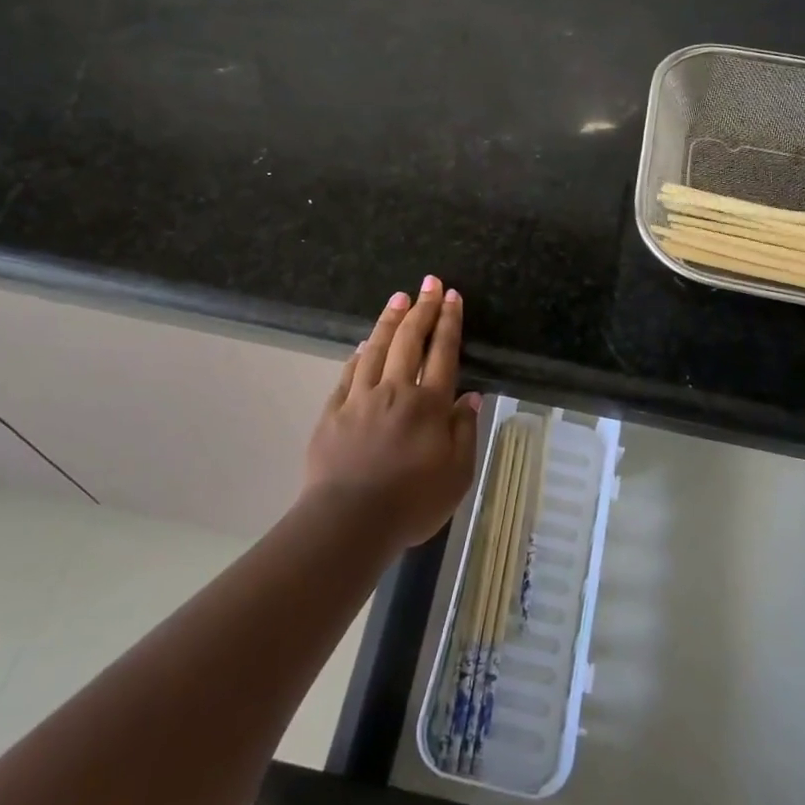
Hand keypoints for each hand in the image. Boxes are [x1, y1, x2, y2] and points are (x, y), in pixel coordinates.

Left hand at [303, 276, 479, 550]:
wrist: (348, 521)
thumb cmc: (411, 503)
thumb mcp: (457, 475)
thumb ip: (464, 432)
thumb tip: (471, 397)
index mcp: (429, 405)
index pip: (443, 353)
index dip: (449, 322)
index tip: (452, 296)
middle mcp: (395, 391)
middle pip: (409, 341)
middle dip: (422, 308)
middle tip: (428, 283)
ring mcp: (360, 398)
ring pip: (376, 348)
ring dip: (389, 321)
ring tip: (398, 298)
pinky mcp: (333, 411)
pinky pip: (348, 373)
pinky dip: (358, 354)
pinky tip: (362, 344)